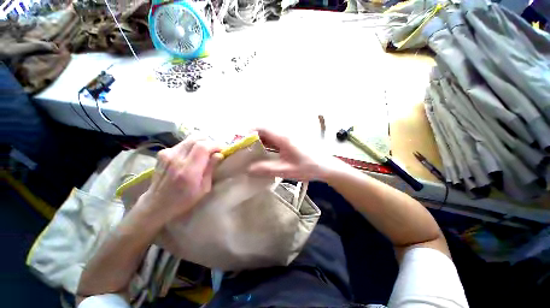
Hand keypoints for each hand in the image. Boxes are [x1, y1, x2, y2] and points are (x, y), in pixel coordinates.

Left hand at [139, 134, 222, 220]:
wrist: (157, 204)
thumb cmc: (184, 200)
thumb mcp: (204, 188)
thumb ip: (210, 169)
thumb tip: (219, 154)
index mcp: (188, 170)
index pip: (203, 146)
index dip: (215, 145)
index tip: (222, 150)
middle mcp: (176, 158)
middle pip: (197, 138)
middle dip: (210, 142)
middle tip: (215, 150)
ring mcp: (167, 154)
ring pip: (190, 139)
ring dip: (201, 144)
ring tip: (205, 153)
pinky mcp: (163, 153)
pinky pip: (183, 144)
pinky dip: (192, 147)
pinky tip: (192, 156)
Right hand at [248, 128, 343, 180]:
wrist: (325, 166)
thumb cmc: (308, 167)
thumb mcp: (287, 170)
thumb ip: (267, 169)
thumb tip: (248, 169)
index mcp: (283, 137)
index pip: (261, 127)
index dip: (248, 131)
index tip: (239, 141)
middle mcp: (284, 133)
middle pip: (263, 129)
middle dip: (251, 136)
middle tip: (242, 147)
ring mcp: (287, 136)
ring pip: (268, 134)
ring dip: (258, 140)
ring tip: (249, 151)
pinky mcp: (289, 140)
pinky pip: (273, 139)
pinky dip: (265, 143)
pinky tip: (262, 152)